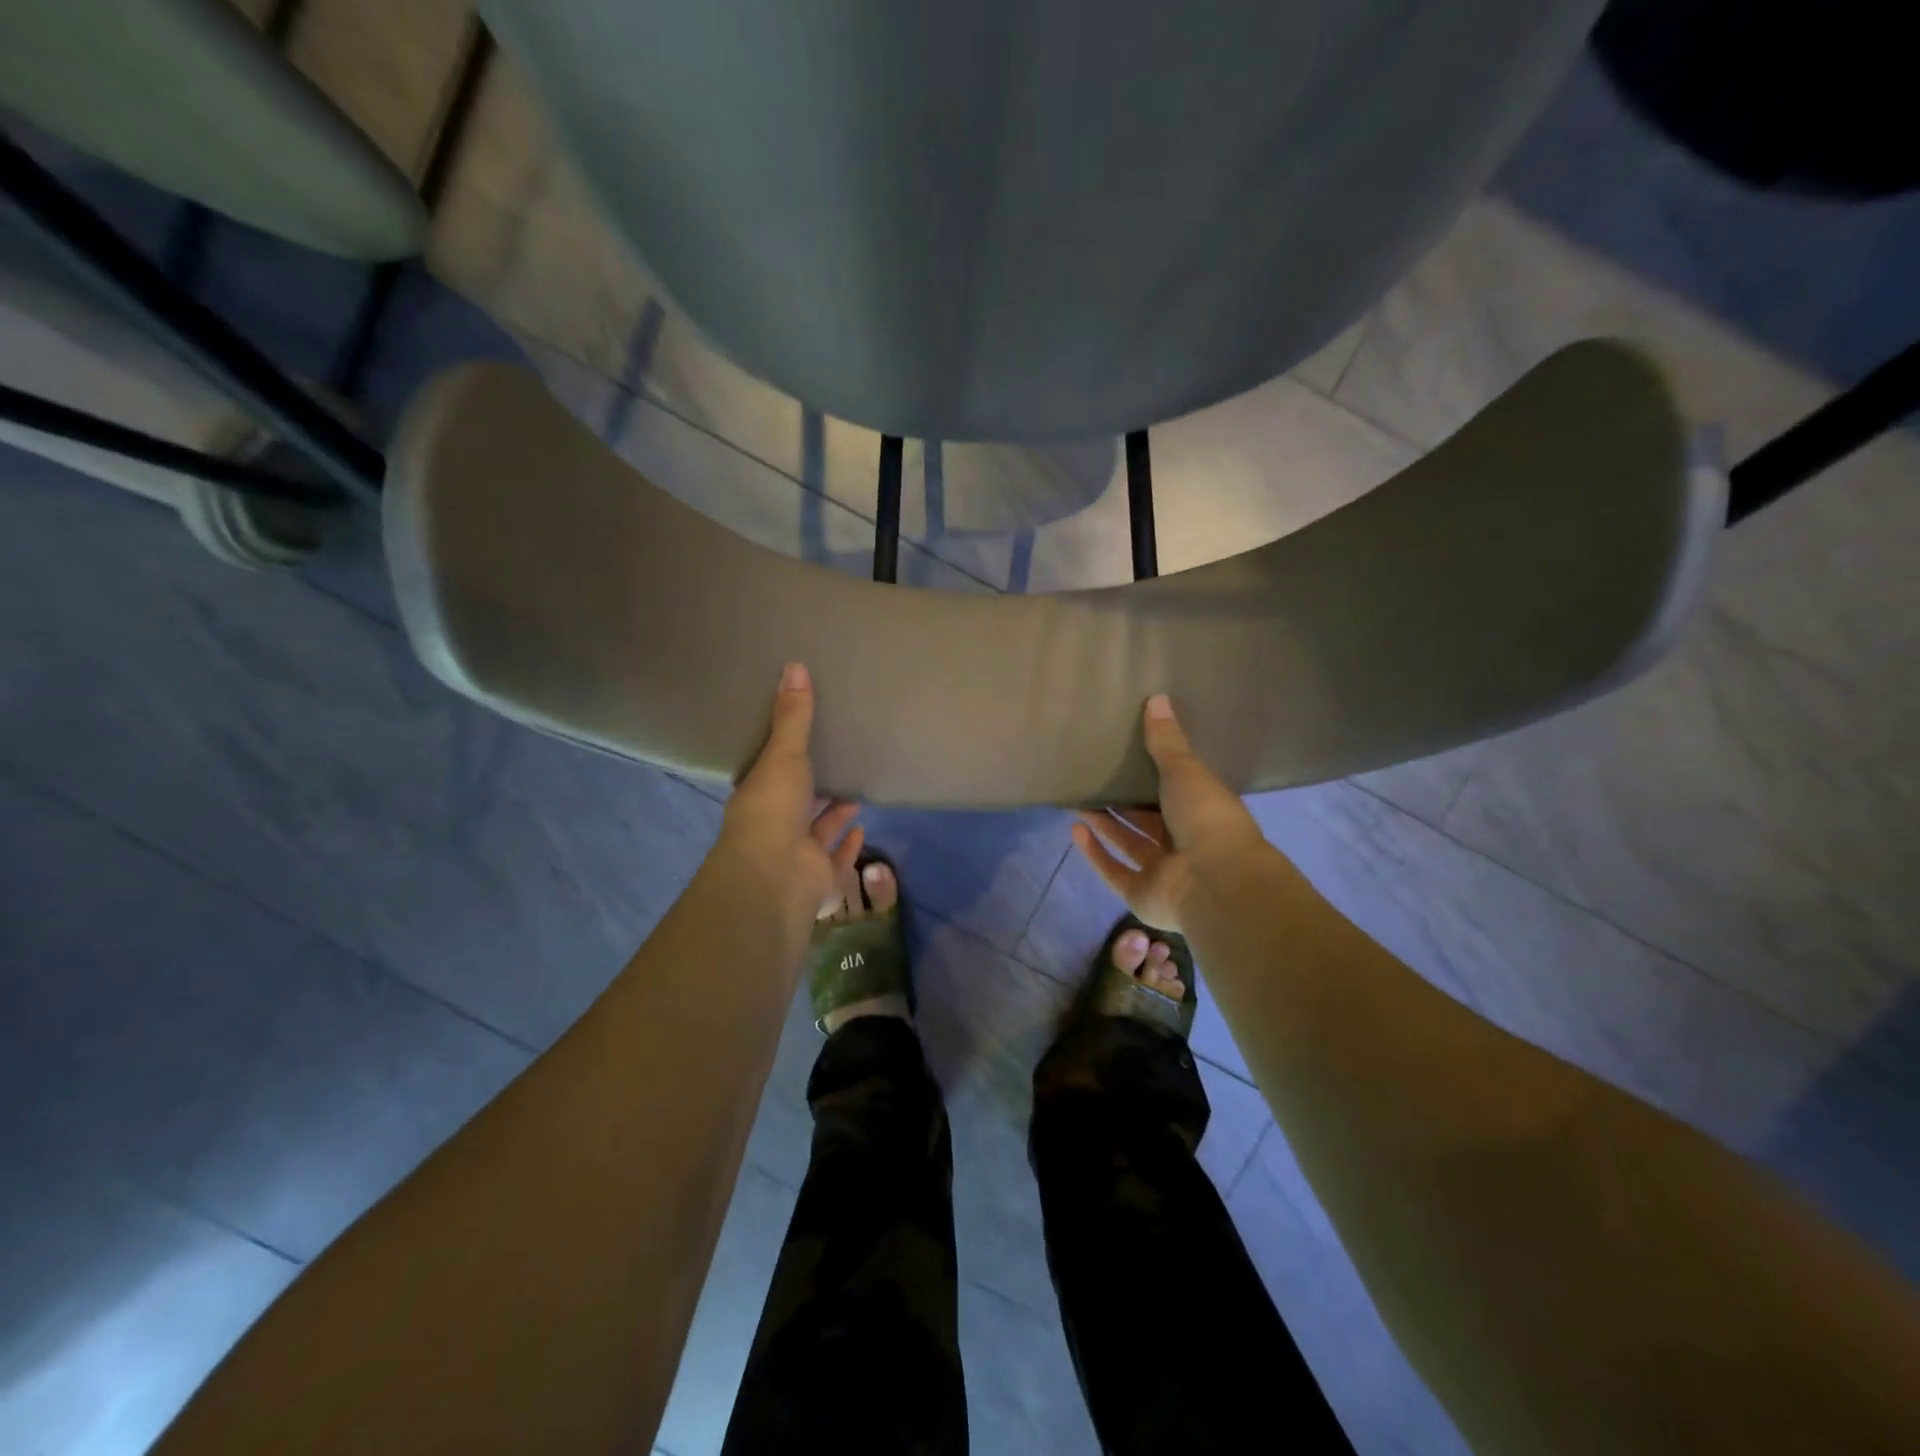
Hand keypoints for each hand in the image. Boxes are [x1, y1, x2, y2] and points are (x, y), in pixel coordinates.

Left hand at [713, 663, 863, 924]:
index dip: (782, 757)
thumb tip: (794, 665)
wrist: (776, 875)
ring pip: (817, 829)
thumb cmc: (772, 809)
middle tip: (836, 762)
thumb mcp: (784, 754)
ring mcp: (797, 852)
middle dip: (814, 786)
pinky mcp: (819, 874)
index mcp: (759, 795)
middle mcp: (775, 825)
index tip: (799, 740)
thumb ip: (793, 716)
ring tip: (855, 790)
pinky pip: (836, 857)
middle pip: (796, 801)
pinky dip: (848, 844)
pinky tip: (862, 827)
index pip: (769, 772)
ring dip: (833, 813)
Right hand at [1071, 694, 1265, 932]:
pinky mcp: (1141, 895)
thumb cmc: (1206, 817)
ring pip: (1128, 843)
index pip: (1175, 792)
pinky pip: (1114, 871)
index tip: (1127, 756)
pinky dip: (1095, 853)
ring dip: (1104, 824)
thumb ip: (1166, 741)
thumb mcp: (1185, 770)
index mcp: (1202, 813)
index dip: (1152, 776)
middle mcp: (1183, 843)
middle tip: (1093, 777)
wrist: (1215, 880)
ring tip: (1078, 799)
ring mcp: (1163, 873)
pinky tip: (1075, 830)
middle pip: (1146, 820)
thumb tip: (1157, 697)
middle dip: (1121, 802)